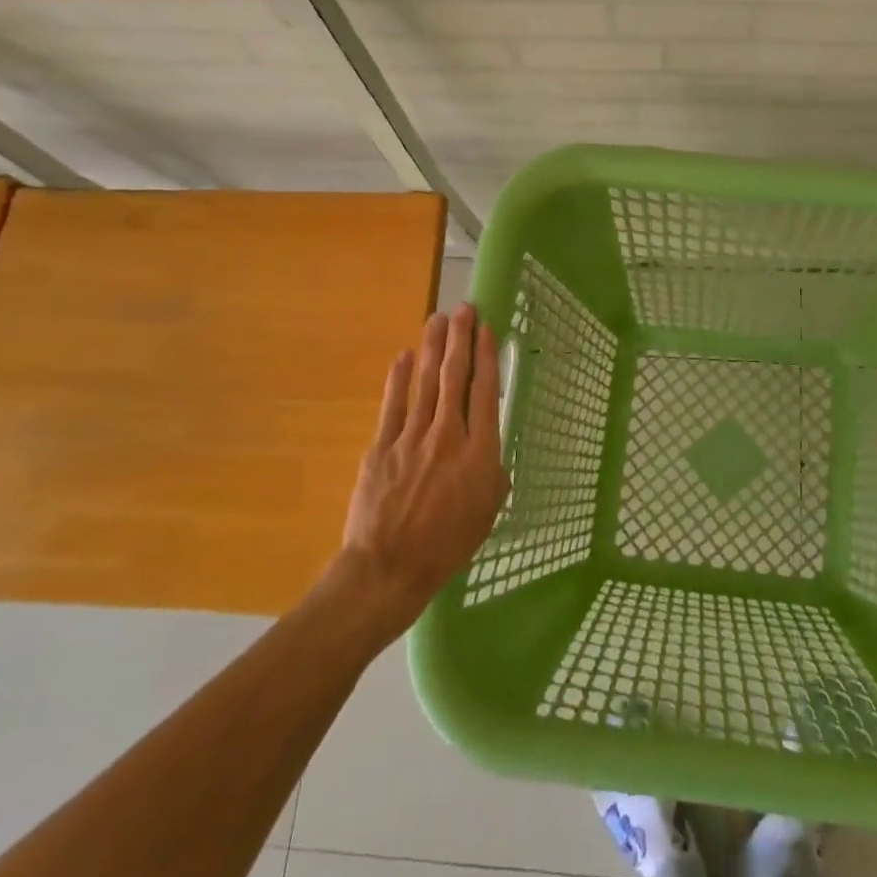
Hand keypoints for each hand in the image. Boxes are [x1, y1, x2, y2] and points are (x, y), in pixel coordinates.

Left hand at [334, 303, 508, 634]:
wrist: (389, 568)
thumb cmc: (448, 545)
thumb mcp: (488, 512)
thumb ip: (494, 475)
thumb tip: (491, 455)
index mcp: (479, 452)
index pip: (485, 392)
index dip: (486, 357)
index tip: (487, 329)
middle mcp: (448, 434)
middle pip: (455, 377)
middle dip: (460, 339)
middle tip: (463, 308)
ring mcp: (412, 437)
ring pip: (426, 382)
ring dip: (432, 347)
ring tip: (438, 319)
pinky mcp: (382, 446)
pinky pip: (393, 404)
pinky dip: (399, 378)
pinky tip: (404, 356)